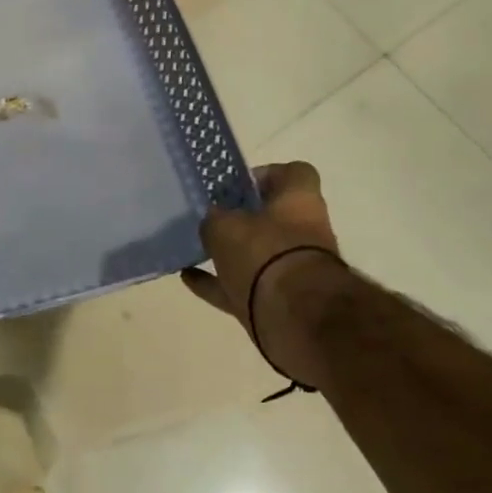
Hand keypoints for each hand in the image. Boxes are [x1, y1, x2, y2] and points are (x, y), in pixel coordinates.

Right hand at [181, 161, 344, 387]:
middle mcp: (303, 231)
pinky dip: (218, 282)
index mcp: (300, 201)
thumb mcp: (225, 226)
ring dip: (228, 252)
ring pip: (256, 253)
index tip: (235, 187)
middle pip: (272, 217)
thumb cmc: (264, 254)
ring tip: (194, 247)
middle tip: (209, 218)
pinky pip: (243, 285)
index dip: (263, 176)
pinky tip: (188, 277)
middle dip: (241, 219)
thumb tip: (213, 220)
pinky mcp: (279, 301)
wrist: (295, 318)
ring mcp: (292, 269)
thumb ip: (214, 218)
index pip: (292, 173)